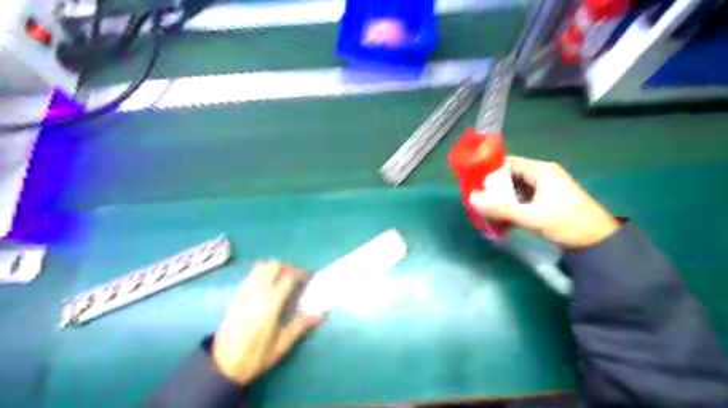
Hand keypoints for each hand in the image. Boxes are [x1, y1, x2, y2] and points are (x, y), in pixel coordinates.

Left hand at [211, 261, 324, 385]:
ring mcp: (243, 294)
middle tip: (295, 276)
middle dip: (287, 267)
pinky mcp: (235, 297)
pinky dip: (260, 272)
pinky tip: (266, 282)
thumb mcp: (281, 346)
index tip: (308, 276)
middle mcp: (256, 295)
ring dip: (273, 267)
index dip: (300, 273)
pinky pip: (249, 276)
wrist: (221, 367)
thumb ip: (300, 326)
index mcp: (270, 306)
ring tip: (281, 276)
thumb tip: (321, 315)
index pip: (287, 278)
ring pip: (259, 268)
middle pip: (272, 267)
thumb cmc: (255, 358)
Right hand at [469, 156, 615, 248]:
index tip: (474, 184)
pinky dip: (511, 206)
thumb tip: (472, 199)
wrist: (598, 242)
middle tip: (477, 200)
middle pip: (510, 176)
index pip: (508, 163)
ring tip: (485, 210)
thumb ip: (501, 209)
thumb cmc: (567, 224)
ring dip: (501, 198)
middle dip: (493, 188)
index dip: (489, 171)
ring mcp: (545, 187)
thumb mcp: (532, 217)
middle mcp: (542, 174)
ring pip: (514, 188)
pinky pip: (522, 198)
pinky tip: (501, 218)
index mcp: (541, 170)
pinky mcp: (546, 200)